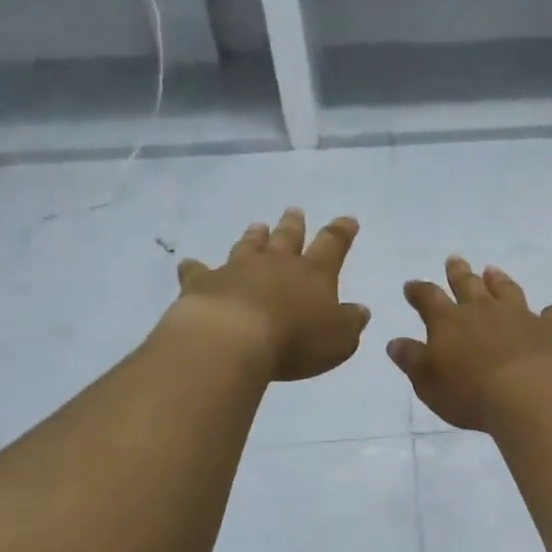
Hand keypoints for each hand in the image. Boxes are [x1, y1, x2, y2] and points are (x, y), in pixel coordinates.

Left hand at [175, 208, 370, 381]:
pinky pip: (198, 270)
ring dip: (254, 236)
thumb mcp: (339, 339)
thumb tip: (360, 309)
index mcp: (314, 274)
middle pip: (288, 237)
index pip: (333, 245)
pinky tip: (190, 264)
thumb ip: (351, 322)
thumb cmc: (296, 340)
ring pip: (248, 245)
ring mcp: (238, 269)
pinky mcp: (205, 282)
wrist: (234, 338)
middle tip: (294, 211)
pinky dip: (196, 267)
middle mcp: (277, 263)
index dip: (342, 232)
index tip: (348, 219)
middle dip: (294, 225)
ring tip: (257, 226)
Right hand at [386, 257, 551, 430]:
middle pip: (468, 283)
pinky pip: (551, 315)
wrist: (528, 395)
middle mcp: (483, 310)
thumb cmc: (469, 393)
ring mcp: (520, 315)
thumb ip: (412, 360)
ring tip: (492, 271)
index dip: (418, 291)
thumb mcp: (428, 382)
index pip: (428, 298)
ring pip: (507, 290)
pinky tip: (550, 315)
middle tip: (454, 260)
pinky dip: (549, 314)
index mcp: (448, 321)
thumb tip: (395, 342)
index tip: (411, 286)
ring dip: (498, 280)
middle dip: (458, 272)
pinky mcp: (550, 329)